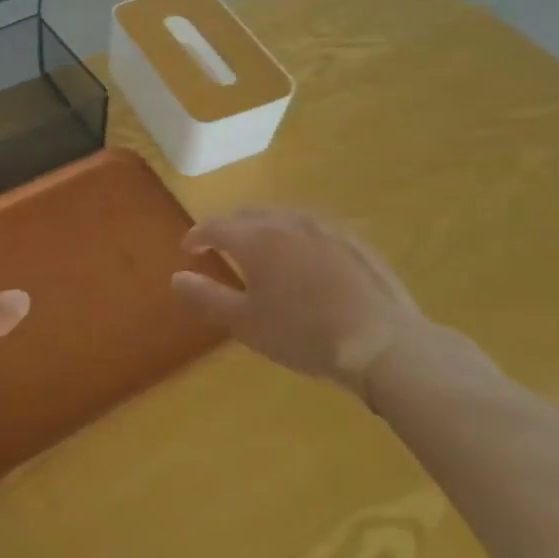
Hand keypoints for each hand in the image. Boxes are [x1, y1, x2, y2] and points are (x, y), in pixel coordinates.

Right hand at [171, 208, 426, 395]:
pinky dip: (296, 236)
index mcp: (255, 238)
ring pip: (282, 216)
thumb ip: (206, 297)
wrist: (383, 343)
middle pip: (248, 214)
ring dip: (263, 227)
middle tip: (220, 245)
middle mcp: (286, 221)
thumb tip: (175, 278)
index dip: (197, 236)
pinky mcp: (353, 241)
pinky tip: (304, 258)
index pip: (215, 226)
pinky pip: (313, 228)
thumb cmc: (304, 334)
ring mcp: (324, 227)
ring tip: (261, 248)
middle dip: (229, 226)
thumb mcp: (246, 324)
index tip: (189, 248)